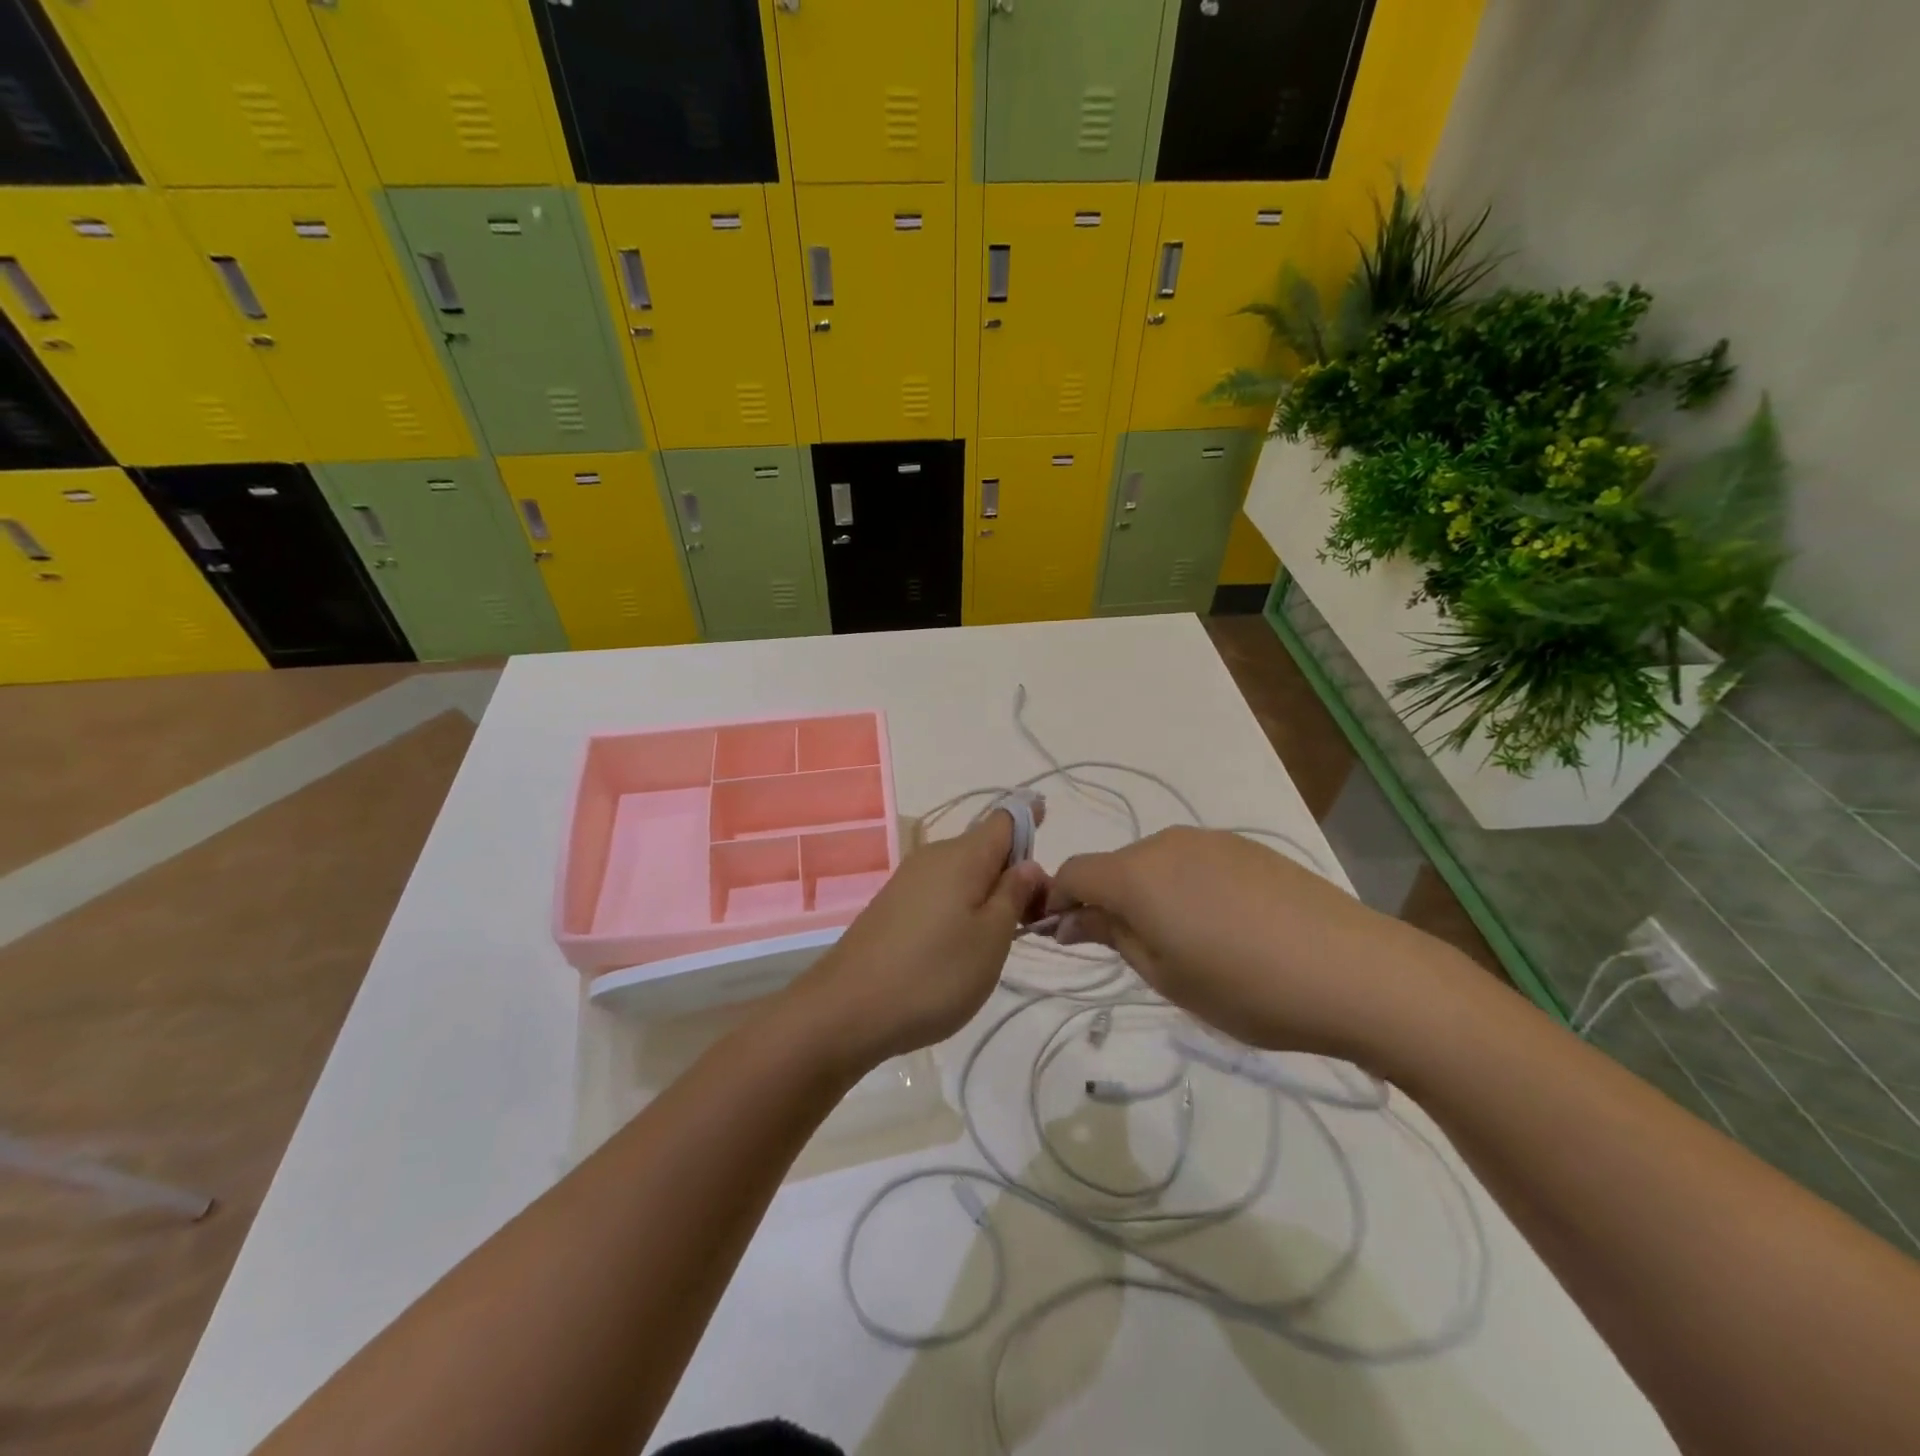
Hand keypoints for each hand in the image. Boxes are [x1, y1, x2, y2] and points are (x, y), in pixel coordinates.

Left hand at [781, 807, 1048, 1074]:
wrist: (846, 1010)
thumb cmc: (932, 975)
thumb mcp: (990, 940)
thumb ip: (1013, 895)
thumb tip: (1028, 864)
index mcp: (962, 855)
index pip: (1005, 819)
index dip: (1032, 819)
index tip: (1052, 829)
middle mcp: (933, 857)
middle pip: (985, 848)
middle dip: (1014, 872)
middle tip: (1035, 917)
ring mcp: (908, 881)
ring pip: (963, 873)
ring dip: (988, 893)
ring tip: (1002, 938)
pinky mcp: (893, 906)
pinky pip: (940, 892)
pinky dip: (961, 907)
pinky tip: (962, 945)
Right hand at [1046, 826, 1466, 1062]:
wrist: (1355, 971)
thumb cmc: (1246, 987)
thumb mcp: (1165, 975)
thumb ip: (1112, 936)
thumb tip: (1070, 920)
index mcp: (1137, 874)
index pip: (1074, 873)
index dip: (1058, 902)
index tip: (1065, 939)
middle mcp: (1167, 843)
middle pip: (1115, 866)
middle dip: (1107, 902)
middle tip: (1132, 954)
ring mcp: (1212, 841)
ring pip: (1155, 864)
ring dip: (1149, 896)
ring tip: (1187, 945)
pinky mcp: (1248, 848)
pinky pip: (1194, 862)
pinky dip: (1186, 888)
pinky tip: (1225, 927)